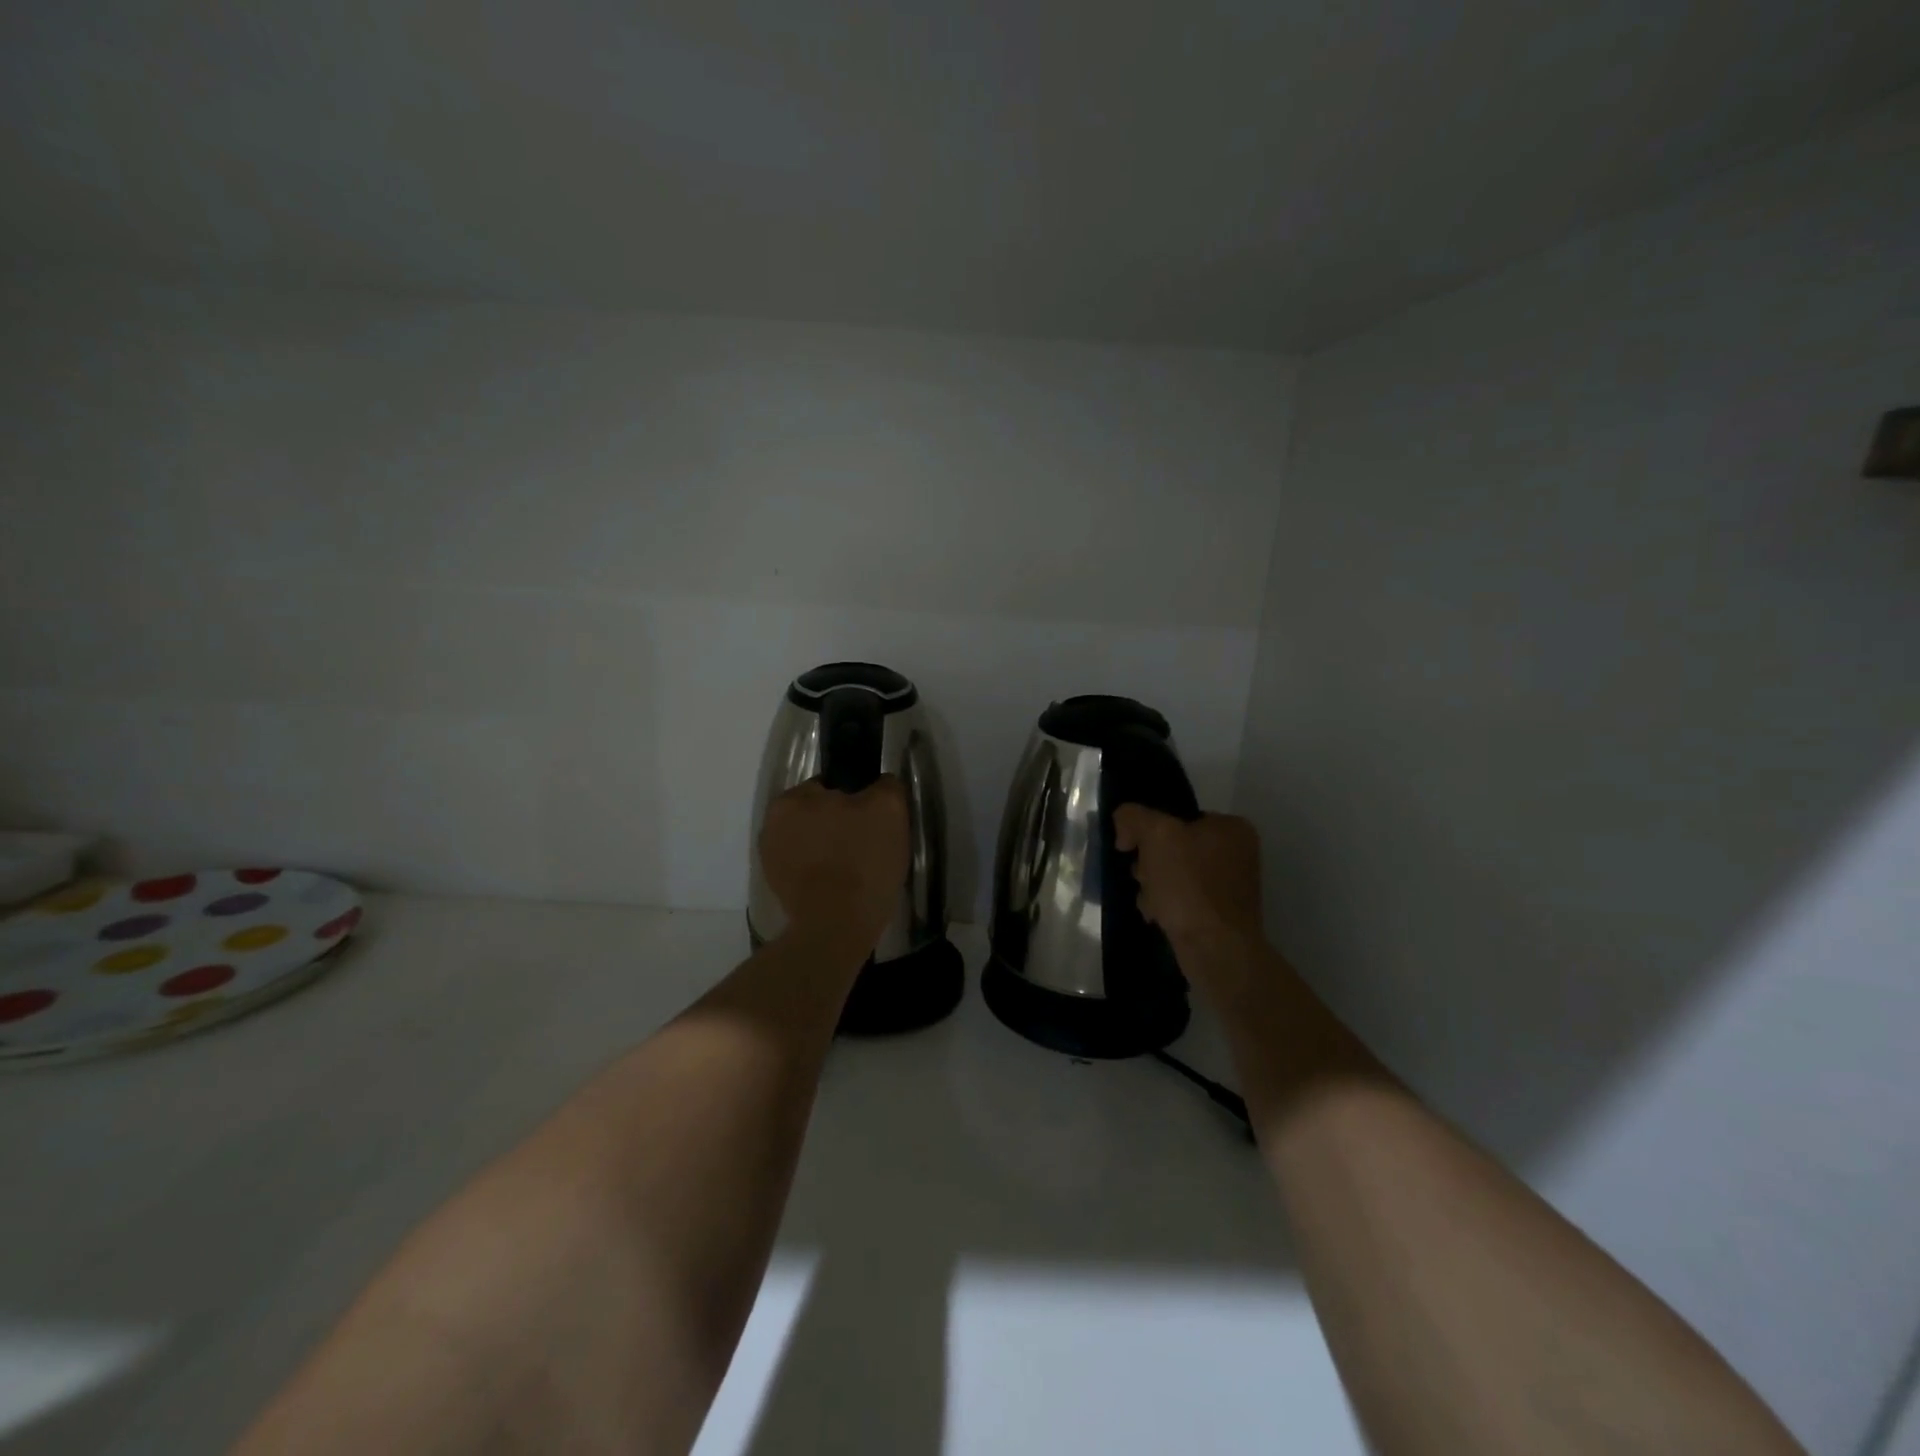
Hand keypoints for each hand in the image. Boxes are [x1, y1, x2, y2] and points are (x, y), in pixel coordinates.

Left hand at [760, 776, 908, 950]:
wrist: (837, 927)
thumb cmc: (862, 862)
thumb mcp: (890, 810)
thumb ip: (885, 786)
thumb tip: (880, 784)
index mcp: (792, 798)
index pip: (833, 787)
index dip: (859, 803)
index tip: (875, 824)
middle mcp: (772, 823)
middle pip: (820, 815)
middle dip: (841, 826)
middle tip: (868, 848)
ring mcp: (770, 858)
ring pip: (813, 843)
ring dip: (830, 851)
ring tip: (856, 872)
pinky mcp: (777, 887)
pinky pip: (806, 869)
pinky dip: (820, 874)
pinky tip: (840, 887)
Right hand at [1113, 805, 1263, 955]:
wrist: (1215, 949)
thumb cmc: (1189, 885)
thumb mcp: (1156, 834)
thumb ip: (1134, 817)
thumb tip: (1125, 828)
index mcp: (1232, 828)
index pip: (1177, 817)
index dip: (1149, 831)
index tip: (1133, 849)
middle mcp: (1237, 854)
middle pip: (1174, 846)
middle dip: (1151, 863)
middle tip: (1144, 877)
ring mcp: (1230, 887)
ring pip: (1174, 874)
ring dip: (1154, 886)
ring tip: (1151, 902)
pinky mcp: (1220, 915)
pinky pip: (1182, 899)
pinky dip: (1166, 906)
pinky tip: (1159, 916)